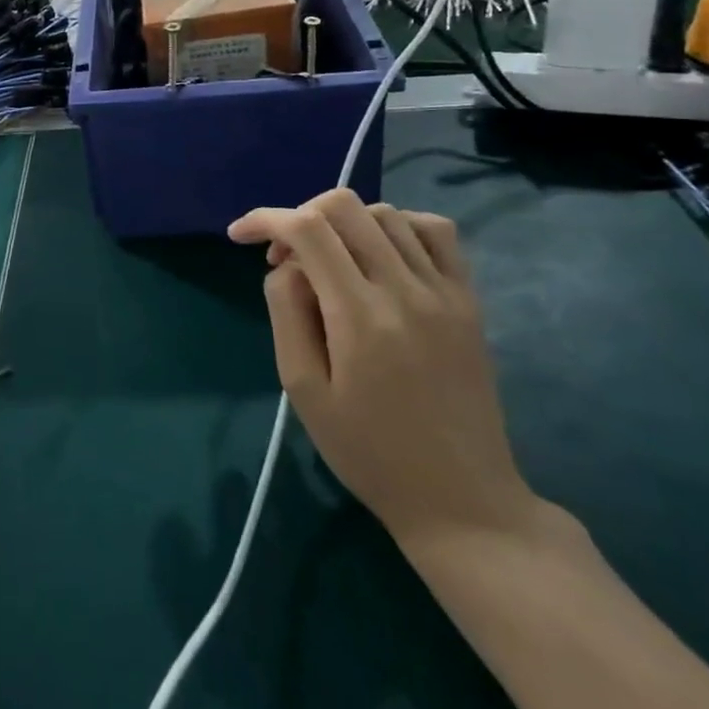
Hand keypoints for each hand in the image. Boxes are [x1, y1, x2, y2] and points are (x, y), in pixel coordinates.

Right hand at [229, 190, 539, 544]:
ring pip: (386, 213)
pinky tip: (380, 253)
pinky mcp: (469, 300)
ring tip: (330, 260)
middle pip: (344, 207)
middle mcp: (406, 291)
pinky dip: (398, 224)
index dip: (265, 219)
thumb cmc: (370, 453)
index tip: (239, 235)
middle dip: (300, 215)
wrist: (462, 501)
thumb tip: (287, 266)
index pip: (307, 230)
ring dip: (344, 223)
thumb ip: (287, 313)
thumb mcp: (304, 391)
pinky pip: (435, 231)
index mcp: (360, 317)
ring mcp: (445, 292)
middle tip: (286, 258)